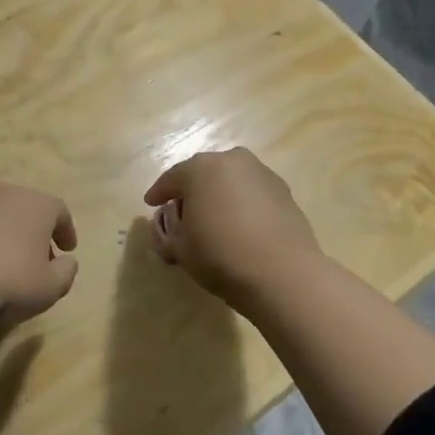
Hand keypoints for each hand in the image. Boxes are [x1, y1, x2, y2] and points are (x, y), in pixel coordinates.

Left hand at [0, 183, 78, 364]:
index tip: (67, 249)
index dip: (65, 230)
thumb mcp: (49, 287)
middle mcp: (3, 194)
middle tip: (34, 257)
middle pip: (24, 208)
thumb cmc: (8, 280)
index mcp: (36, 205)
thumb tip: (67, 262)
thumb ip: (65, 273)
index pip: (59, 211)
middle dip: (32, 231)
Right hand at [142, 148, 321, 310]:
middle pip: (203, 173)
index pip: (171, 178)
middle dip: (191, 190)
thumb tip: (169, 226)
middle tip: (182, 211)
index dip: (159, 193)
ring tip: (214, 218)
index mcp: (200, 168)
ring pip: (231, 181)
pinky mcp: (284, 191)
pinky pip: (252, 193)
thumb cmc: (220, 255)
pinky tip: (240, 225)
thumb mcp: (179, 248)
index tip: (151, 204)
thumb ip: (165, 233)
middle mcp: (232, 161)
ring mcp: (262, 173)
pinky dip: (242, 204)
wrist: (282, 273)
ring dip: (219, 195)